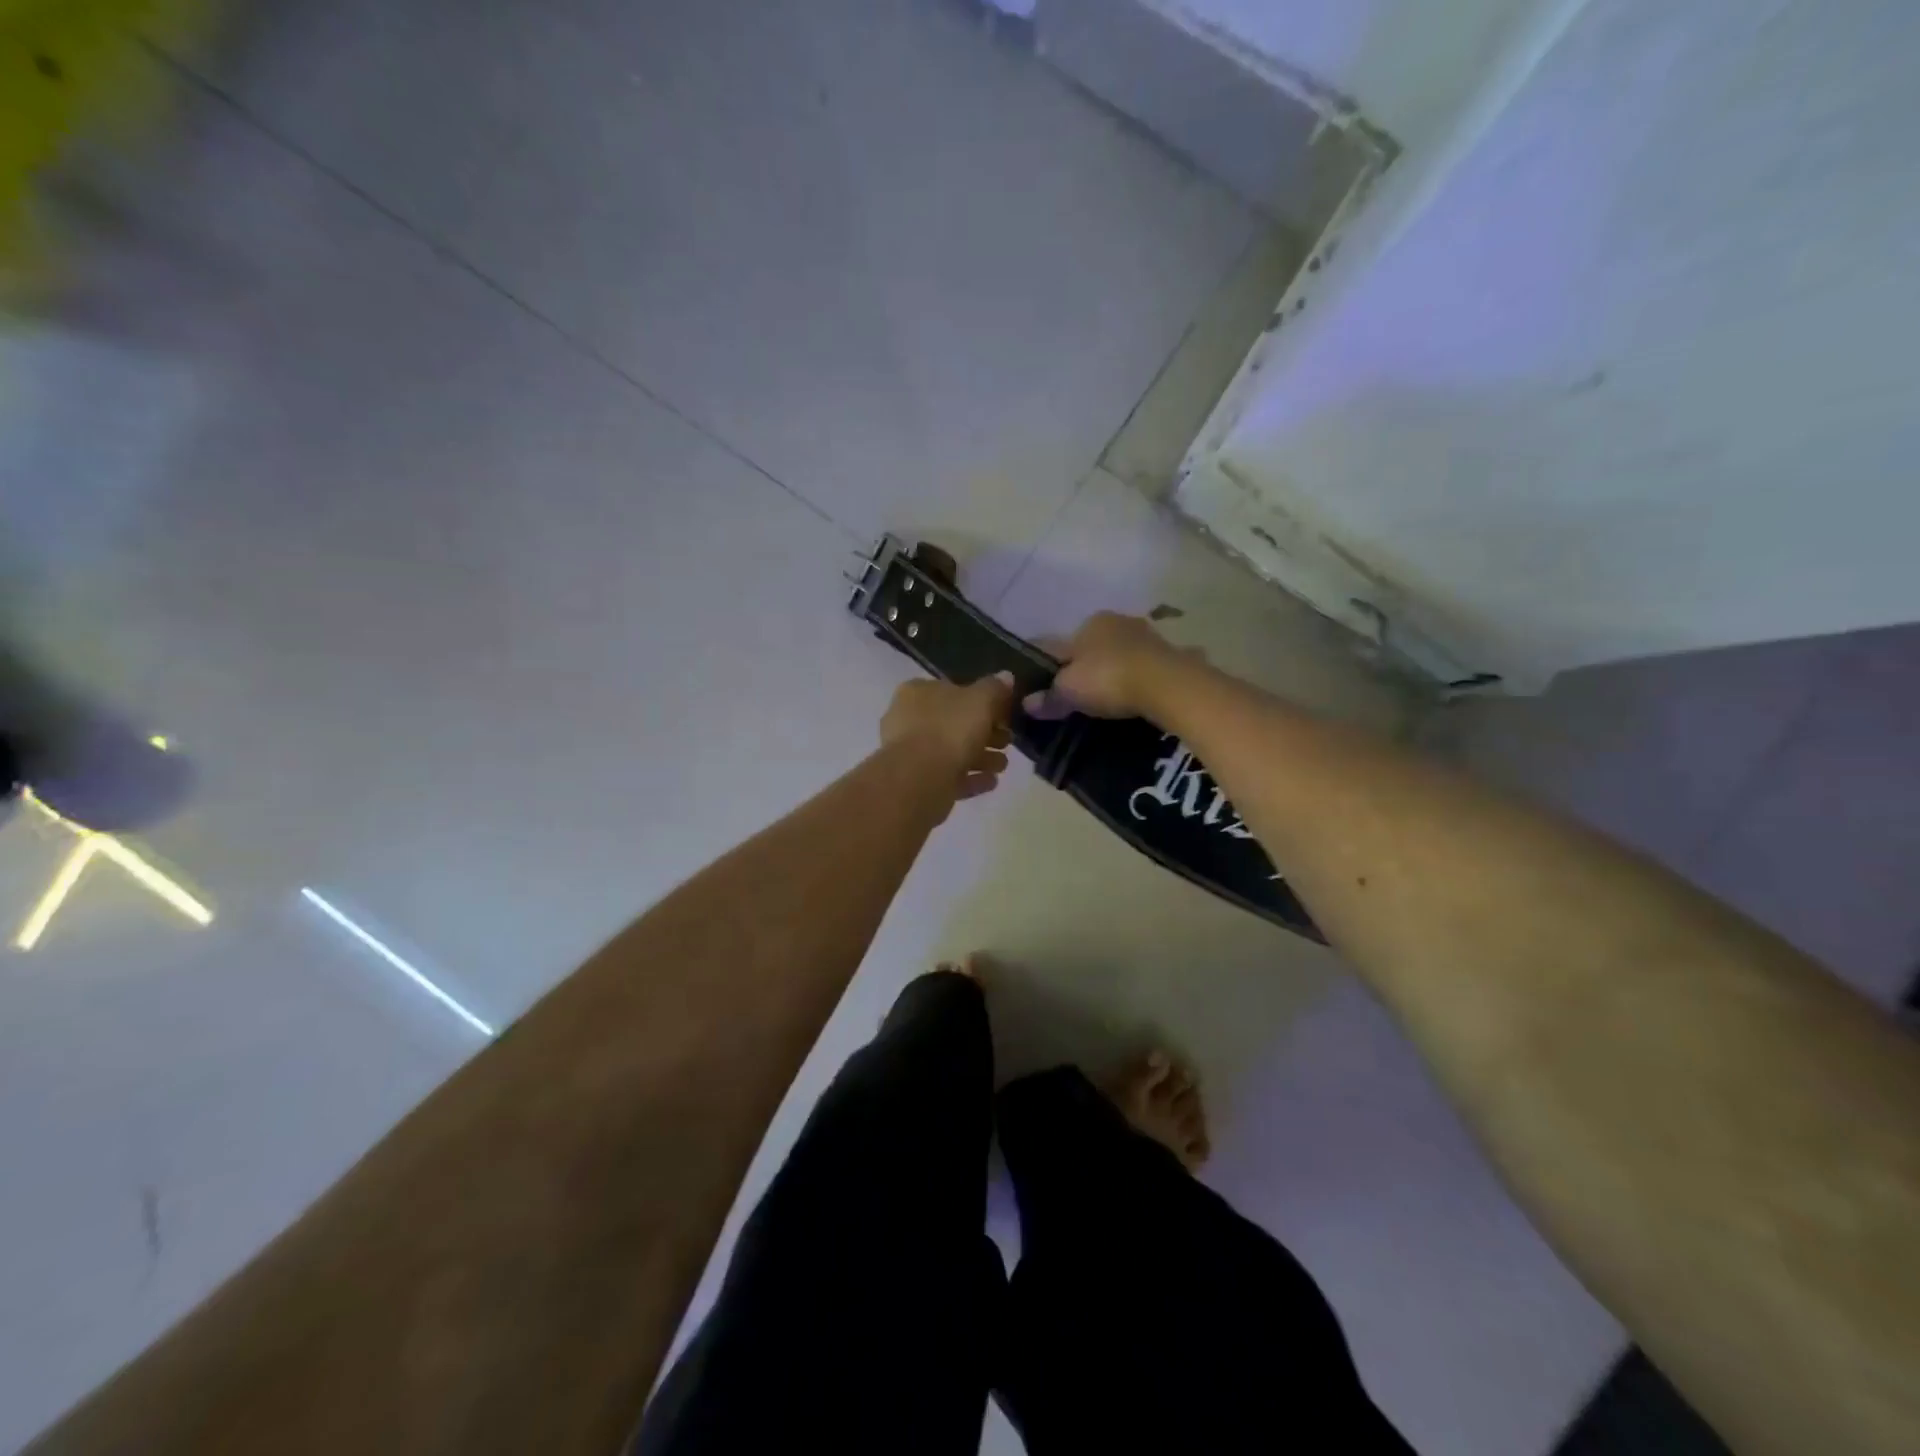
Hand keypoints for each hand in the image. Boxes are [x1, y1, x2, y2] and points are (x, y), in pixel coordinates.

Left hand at [880, 672, 1014, 800]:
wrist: (919, 779)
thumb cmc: (949, 729)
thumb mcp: (981, 700)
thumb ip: (995, 688)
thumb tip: (1006, 677)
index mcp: (918, 692)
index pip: (954, 690)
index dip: (982, 701)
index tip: (1005, 715)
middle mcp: (908, 719)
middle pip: (954, 723)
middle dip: (985, 733)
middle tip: (1007, 742)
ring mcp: (909, 753)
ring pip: (951, 751)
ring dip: (981, 757)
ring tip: (1002, 766)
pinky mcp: (916, 782)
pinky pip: (948, 776)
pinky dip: (970, 778)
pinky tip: (991, 782)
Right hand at [1026, 612, 1188, 719]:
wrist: (1167, 685)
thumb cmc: (1108, 678)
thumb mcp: (1069, 691)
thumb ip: (1048, 697)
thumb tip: (1027, 704)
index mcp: (1090, 622)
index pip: (1061, 643)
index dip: (1051, 666)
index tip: (1046, 686)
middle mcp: (1119, 621)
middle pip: (1093, 648)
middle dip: (1086, 668)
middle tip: (1078, 698)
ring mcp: (1149, 636)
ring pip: (1122, 656)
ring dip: (1115, 673)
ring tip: (1108, 702)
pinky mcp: (1172, 656)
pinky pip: (1146, 670)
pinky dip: (1139, 681)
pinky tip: (1136, 699)